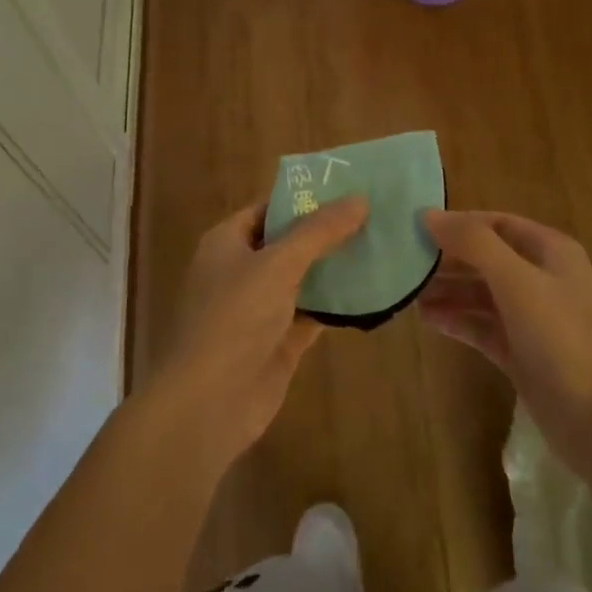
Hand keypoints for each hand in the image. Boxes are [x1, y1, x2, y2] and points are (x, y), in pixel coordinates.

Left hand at [153, 196, 368, 461]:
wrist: (208, 404)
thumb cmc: (234, 319)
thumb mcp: (277, 264)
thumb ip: (319, 231)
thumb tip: (359, 198)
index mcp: (227, 242)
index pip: (270, 208)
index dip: (306, 197)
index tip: (350, 188)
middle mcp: (242, 270)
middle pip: (290, 242)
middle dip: (328, 232)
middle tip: (377, 215)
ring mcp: (260, 308)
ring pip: (304, 279)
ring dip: (336, 267)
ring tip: (383, 246)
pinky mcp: (279, 341)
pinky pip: (313, 313)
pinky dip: (338, 304)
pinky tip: (373, 291)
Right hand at [419, 210, 591, 477]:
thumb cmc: (564, 341)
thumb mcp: (518, 283)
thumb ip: (474, 245)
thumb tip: (428, 215)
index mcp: (551, 252)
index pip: (497, 224)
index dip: (459, 223)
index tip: (415, 227)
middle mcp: (543, 280)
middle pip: (487, 258)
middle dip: (448, 259)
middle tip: (403, 261)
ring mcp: (534, 320)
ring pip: (482, 294)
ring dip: (448, 290)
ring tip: (406, 291)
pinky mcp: (523, 355)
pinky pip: (483, 327)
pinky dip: (458, 320)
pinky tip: (427, 319)